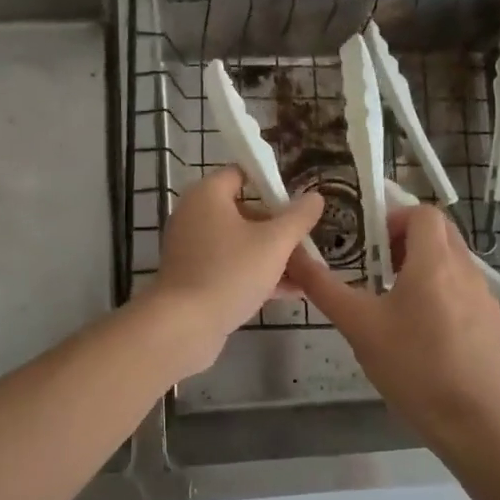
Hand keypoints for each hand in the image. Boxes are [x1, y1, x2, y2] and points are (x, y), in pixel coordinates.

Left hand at [150, 168, 323, 351]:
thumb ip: (298, 217)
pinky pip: (230, 265)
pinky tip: (289, 292)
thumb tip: (315, 196)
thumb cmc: (230, 272)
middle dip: (278, 227)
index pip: (242, 173)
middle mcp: (195, 214)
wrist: (184, 326)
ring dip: (272, 254)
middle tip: (307, 241)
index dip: (271, 183)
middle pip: (244, 210)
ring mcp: (191, 247)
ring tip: (307, 271)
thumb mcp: (274, 243)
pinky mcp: (193, 275)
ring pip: (239, 242)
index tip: (298, 201)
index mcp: (208, 194)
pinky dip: (255, 273)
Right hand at [289, 203, 499, 458]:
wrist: (472, 423)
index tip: (374, 243)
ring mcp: (486, 298)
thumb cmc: (411, 367)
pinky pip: (467, 291)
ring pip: (455, 262)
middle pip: (441, 233)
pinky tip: (428, 333)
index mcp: (434, 263)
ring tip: (400, 303)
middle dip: (410, 240)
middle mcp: (466, 271)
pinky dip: (445, 294)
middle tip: (382, 267)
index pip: (424, 213)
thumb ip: (324, 287)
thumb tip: (293, 255)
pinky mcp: (495, 323)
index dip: (397, 218)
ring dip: (427, 267)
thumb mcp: (358, 326)